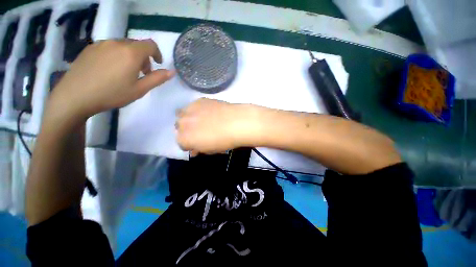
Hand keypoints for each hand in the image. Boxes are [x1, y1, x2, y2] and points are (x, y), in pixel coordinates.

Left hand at [49, 39, 174, 120]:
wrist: (75, 96)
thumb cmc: (112, 94)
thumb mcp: (140, 89)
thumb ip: (157, 79)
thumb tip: (172, 72)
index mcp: (131, 53)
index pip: (150, 45)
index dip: (157, 53)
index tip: (158, 64)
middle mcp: (117, 43)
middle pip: (137, 45)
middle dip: (144, 57)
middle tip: (142, 73)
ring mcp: (101, 44)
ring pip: (123, 46)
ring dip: (130, 56)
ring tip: (126, 72)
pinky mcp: (90, 48)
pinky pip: (109, 47)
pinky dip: (117, 55)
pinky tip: (110, 70)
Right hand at [176, 98, 257, 154]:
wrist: (236, 123)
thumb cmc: (224, 141)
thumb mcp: (210, 150)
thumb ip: (199, 149)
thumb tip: (195, 149)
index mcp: (184, 139)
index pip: (181, 143)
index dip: (190, 144)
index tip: (198, 144)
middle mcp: (182, 123)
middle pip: (179, 127)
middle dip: (187, 131)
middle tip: (199, 131)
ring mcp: (189, 110)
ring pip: (182, 114)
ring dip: (189, 118)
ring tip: (202, 120)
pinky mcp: (199, 100)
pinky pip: (193, 106)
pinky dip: (197, 110)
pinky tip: (209, 111)